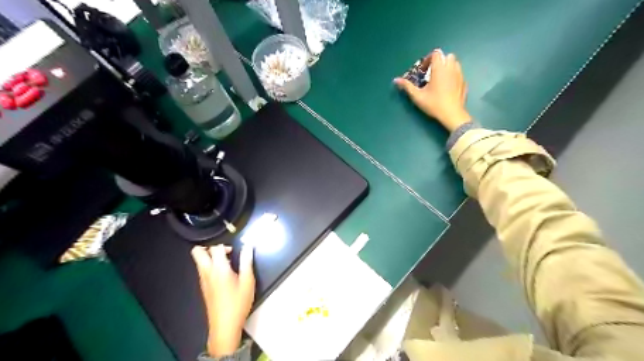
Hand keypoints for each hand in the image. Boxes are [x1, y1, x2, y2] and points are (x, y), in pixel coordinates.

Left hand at [189, 244, 254, 356]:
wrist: (225, 325)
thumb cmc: (238, 302)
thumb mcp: (248, 280)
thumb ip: (246, 261)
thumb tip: (248, 246)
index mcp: (218, 268)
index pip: (215, 248)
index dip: (225, 246)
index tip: (234, 251)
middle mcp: (207, 272)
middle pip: (197, 252)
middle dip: (209, 247)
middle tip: (224, 252)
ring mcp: (203, 280)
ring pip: (199, 261)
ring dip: (210, 257)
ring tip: (227, 263)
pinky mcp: (203, 287)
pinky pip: (203, 270)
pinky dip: (210, 266)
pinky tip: (224, 275)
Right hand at [393, 48, 471, 131]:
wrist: (452, 114)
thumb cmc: (433, 104)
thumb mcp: (417, 96)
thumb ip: (407, 86)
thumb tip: (395, 80)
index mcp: (439, 69)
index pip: (436, 54)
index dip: (428, 59)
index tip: (423, 70)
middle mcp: (451, 68)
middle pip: (447, 56)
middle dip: (439, 61)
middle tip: (432, 73)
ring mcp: (460, 75)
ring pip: (455, 63)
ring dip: (447, 67)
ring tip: (440, 79)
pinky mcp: (464, 83)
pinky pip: (459, 73)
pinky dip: (453, 75)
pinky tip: (447, 87)